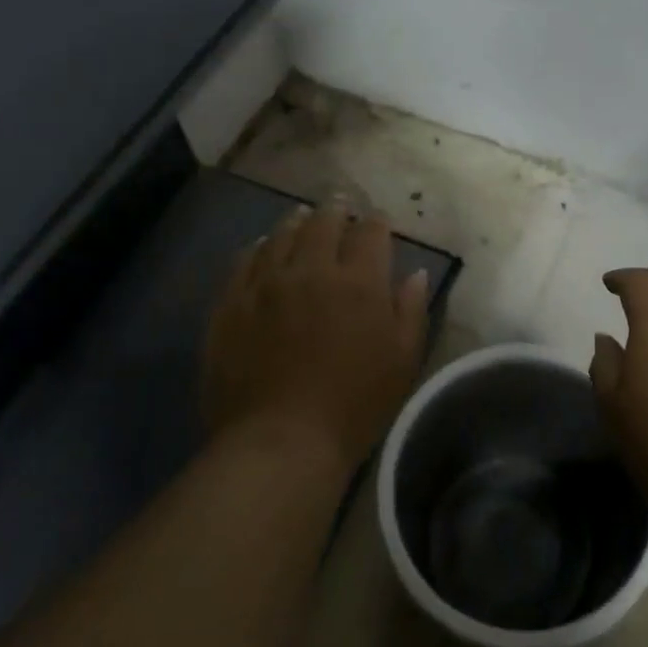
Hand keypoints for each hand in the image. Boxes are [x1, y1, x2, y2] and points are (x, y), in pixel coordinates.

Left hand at [203, 202, 429, 471]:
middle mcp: (311, 270)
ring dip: (296, 222)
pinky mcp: (231, 304)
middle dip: (336, 211)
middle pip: (323, 224)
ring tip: (302, 216)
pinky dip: (257, 248)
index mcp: (359, 282)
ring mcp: (266, 284)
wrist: (281, 440)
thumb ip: (411, 310)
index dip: (377, 223)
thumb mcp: (403, 361)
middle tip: (340, 206)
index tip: (379, 222)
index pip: (370, 233)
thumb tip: (415, 273)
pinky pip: (244, 262)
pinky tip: (261, 247)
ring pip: (281, 236)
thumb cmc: (355, 404)